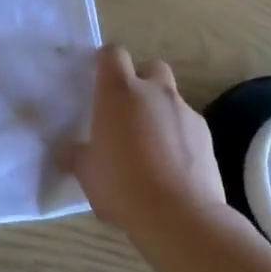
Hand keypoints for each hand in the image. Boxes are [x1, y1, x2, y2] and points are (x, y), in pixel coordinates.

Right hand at [69, 46, 227, 236]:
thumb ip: (75, 155)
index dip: (106, 61)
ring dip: (160, 111)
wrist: (182, 217)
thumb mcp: (87, 173)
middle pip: (150, 66)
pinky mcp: (206, 135)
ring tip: (150, 145)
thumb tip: (64, 151)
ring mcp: (184, 111)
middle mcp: (154, 92)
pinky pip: (188, 125)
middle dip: (141, 80)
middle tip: (127, 109)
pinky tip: (173, 166)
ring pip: (171, 97)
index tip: (98, 78)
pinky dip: (179, 136)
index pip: (113, 53)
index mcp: (119, 91)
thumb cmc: (123, 186)